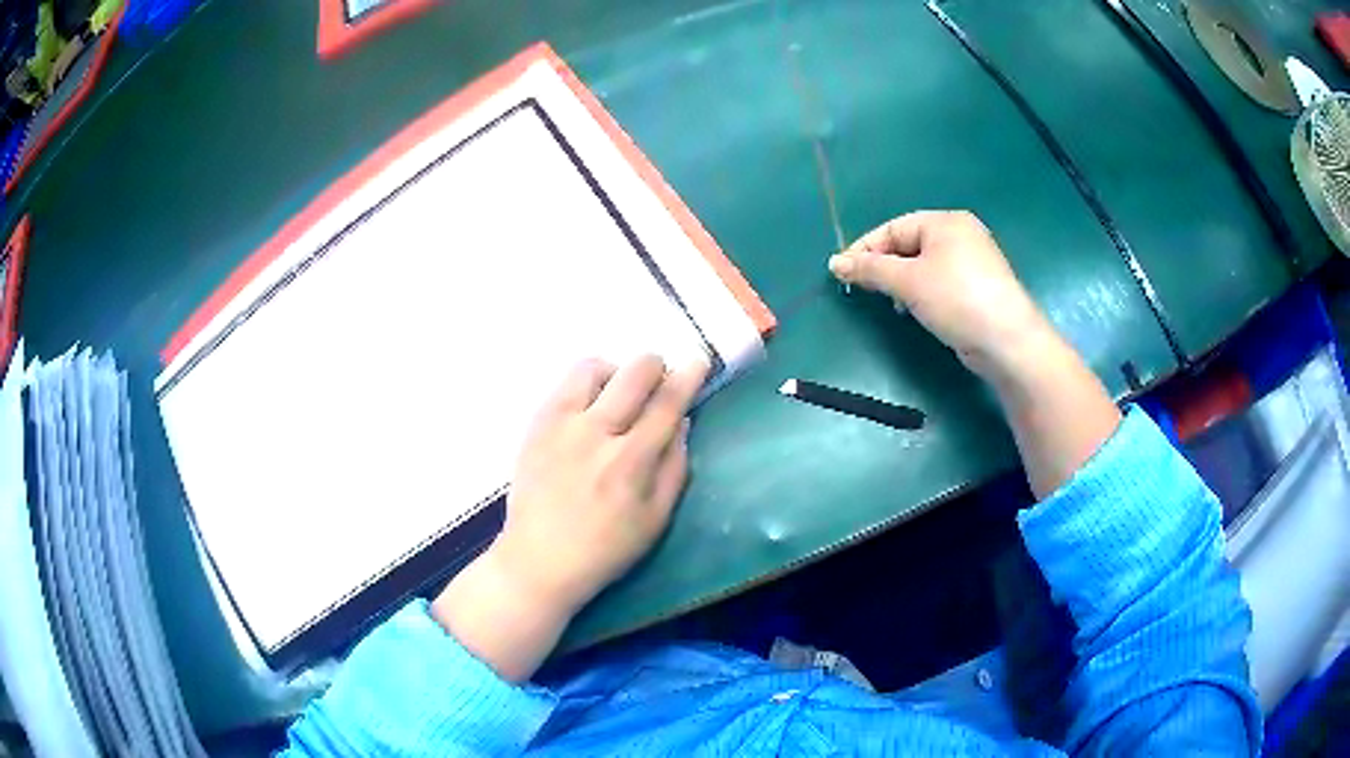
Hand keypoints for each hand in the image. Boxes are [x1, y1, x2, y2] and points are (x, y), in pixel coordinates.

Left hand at [493, 355, 707, 610]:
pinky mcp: (536, 424)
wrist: (539, 559)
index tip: (698, 361)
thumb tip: (683, 421)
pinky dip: (587, 385)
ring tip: (618, 396)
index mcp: (630, 462)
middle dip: (655, 367)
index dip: (688, 377)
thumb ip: (675, 467)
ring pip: (594, 367)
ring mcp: (560, 424)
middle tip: (658, 382)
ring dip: (616, 373)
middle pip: (634, 373)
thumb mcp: (656, 519)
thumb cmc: (606, 548)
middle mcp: (595, 433)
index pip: (667, 403)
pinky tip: (590, 409)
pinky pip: (565, 383)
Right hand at [827, 210, 1056, 380]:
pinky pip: (939, 281)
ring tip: (892, 304)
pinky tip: (916, 311)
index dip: (865, 248)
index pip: (893, 228)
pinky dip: (922, 292)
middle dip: (884, 267)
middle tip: (864, 290)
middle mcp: (960, 235)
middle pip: (909, 244)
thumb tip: (834, 263)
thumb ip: (870, 270)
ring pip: (923, 265)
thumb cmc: (956, 299)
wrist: (1007, 340)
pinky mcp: (978, 287)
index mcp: (945, 221)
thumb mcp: (908, 281)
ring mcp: (972, 261)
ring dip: (902, 282)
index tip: (841, 273)